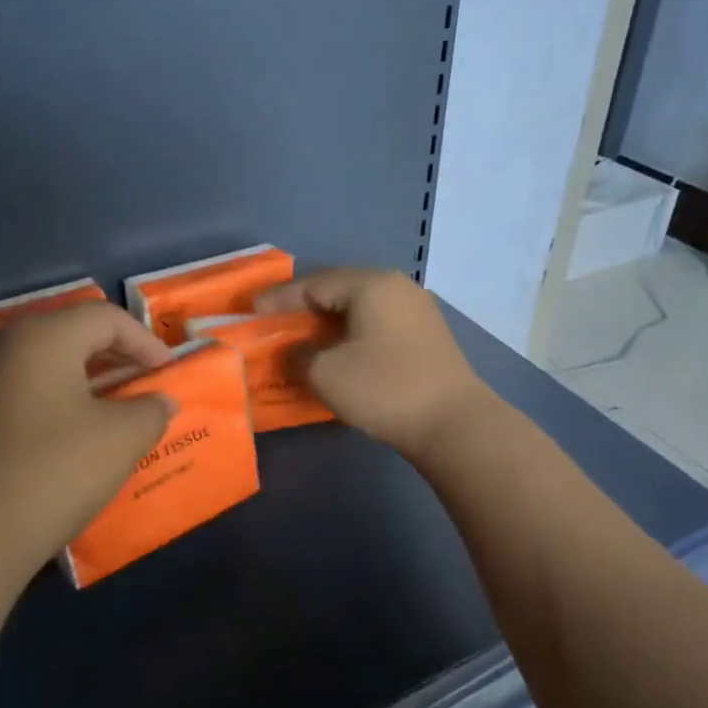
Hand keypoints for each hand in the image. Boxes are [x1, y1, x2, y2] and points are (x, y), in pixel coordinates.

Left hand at [0, 303, 173, 590]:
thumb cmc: (48, 476)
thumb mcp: (120, 441)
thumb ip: (150, 410)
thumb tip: (159, 401)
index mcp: (39, 336)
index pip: (105, 317)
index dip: (145, 342)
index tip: (168, 374)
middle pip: (68, 334)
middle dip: (113, 358)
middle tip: (142, 388)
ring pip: (39, 365)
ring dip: (80, 382)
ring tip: (107, 414)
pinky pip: (13, 392)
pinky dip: (47, 403)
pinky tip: (61, 440)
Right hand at [255, 269, 492, 457]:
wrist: (455, 424)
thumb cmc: (385, 389)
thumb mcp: (327, 373)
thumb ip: (300, 355)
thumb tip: (296, 350)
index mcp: (371, 285)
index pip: (314, 283)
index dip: (280, 299)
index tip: (253, 312)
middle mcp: (396, 287)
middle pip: (339, 289)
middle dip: (305, 307)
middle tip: (277, 322)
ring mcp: (417, 310)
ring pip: (361, 307)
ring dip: (330, 322)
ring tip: (305, 338)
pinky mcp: (428, 335)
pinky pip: (378, 323)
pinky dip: (353, 333)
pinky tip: (341, 351)